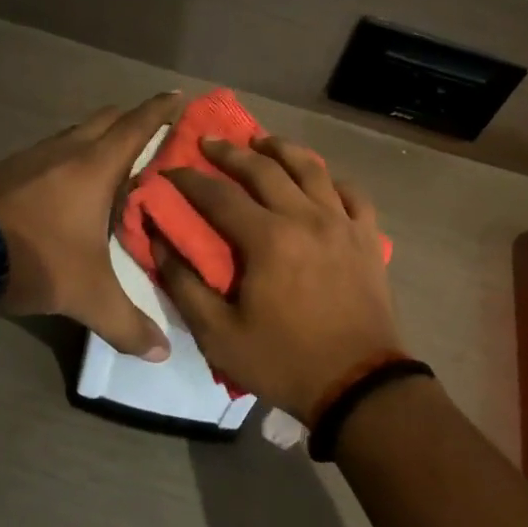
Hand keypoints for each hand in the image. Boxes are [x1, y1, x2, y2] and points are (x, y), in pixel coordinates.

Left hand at [0, 92, 181, 359]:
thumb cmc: (34, 257)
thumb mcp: (86, 295)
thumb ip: (127, 322)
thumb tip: (162, 352)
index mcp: (96, 165)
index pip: (138, 124)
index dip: (162, 109)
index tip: (182, 97)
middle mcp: (69, 148)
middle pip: (109, 117)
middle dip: (135, 120)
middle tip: (157, 139)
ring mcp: (36, 155)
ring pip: (80, 131)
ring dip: (102, 138)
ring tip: (119, 165)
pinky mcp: (11, 168)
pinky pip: (56, 149)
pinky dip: (74, 155)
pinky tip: (73, 186)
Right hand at [155, 136, 400, 421]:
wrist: (358, 385)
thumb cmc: (284, 361)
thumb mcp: (219, 335)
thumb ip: (185, 285)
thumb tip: (159, 241)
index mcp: (268, 238)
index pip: (219, 195)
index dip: (190, 180)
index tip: (170, 169)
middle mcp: (306, 217)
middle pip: (265, 169)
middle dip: (232, 152)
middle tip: (211, 142)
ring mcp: (342, 223)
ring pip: (312, 168)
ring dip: (283, 150)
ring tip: (263, 142)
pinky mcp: (368, 236)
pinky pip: (352, 193)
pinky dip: (332, 179)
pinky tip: (320, 179)